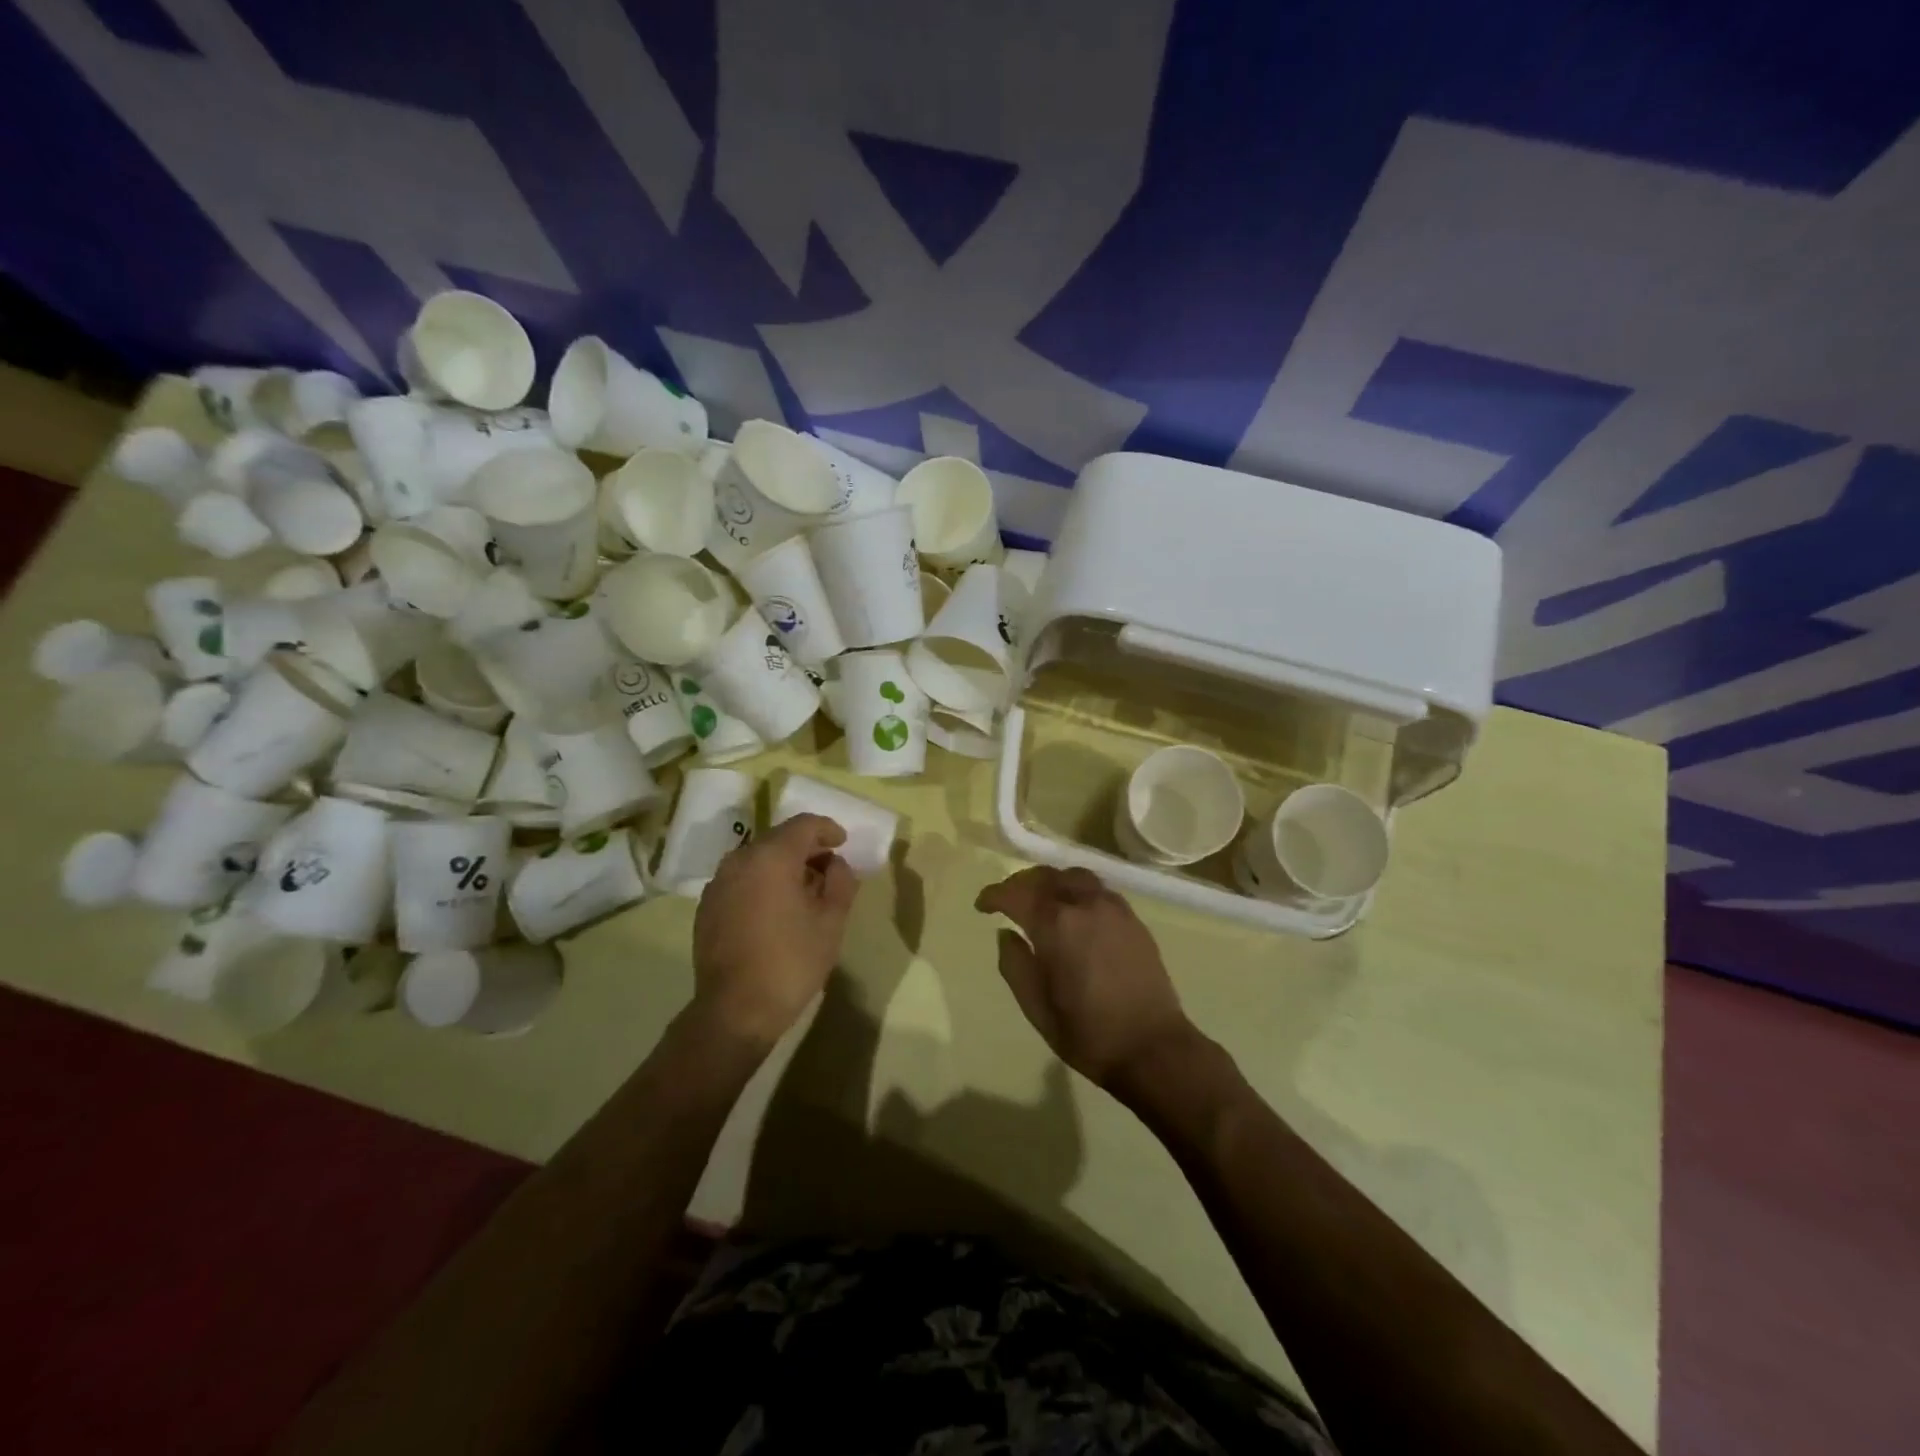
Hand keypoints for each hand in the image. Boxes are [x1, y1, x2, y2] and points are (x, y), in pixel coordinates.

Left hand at [693, 814, 858, 1049]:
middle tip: (828, 868)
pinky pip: (741, 879)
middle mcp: (739, 860)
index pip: (804, 825)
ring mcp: (718, 883)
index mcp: (772, 857)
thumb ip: (841, 882)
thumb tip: (836, 865)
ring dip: (783, 865)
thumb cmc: (791, 962)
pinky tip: (776, 909)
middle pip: (779, 839)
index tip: (843, 843)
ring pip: (758, 859)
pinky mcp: (707, 906)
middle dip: (806, 848)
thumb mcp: (831, 922)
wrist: (735, 1010)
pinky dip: (762, 882)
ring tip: (804, 890)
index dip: (827, 829)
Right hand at [975, 866, 1196, 1088]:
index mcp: (1055, 925)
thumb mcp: (1036, 1007)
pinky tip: (1074, 912)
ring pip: (1074, 876)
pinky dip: (1077, 890)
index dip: (994, 895)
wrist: (1153, 1048)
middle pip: (1046, 876)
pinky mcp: (1133, 919)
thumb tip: (1006, 934)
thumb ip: (1014, 965)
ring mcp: (1113, 908)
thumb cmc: (1088, 1033)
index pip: (1016, 894)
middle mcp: (1084, 905)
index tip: (982, 906)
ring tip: (1040, 900)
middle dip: (1020, 883)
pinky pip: (1098, 890)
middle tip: (1007, 900)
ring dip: (1051, 881)